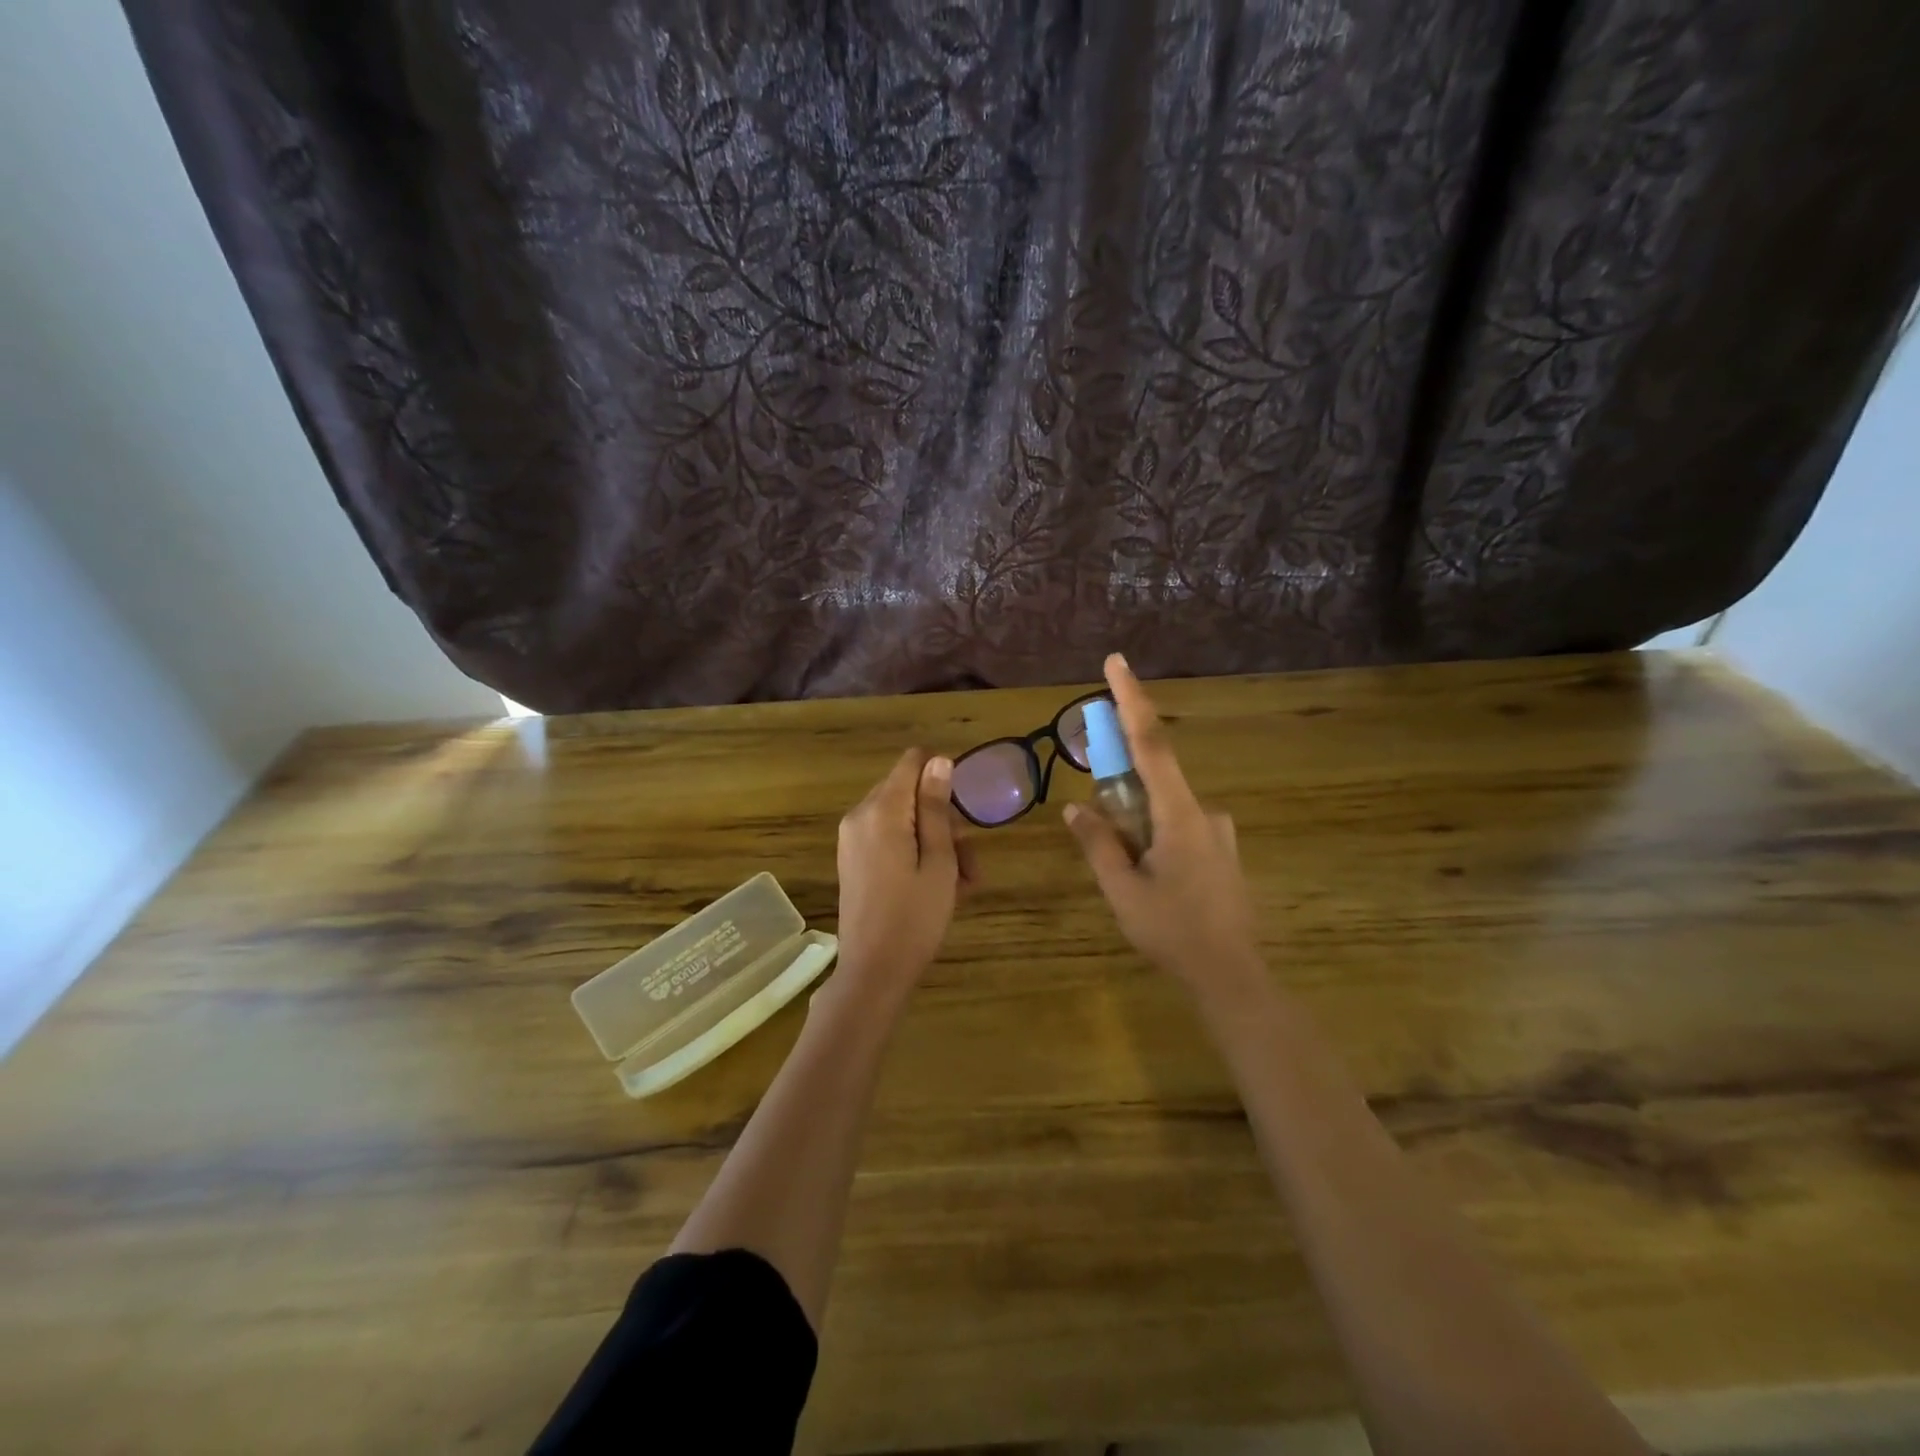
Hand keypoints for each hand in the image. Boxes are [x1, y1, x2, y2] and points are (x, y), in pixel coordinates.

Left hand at [835, 748, 977, 997]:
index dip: (942, 775)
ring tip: (962, 882)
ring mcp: (852, 838)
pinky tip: (938, 885)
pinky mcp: (853, 859)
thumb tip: (939, 760)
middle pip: (909, 791)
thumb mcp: (938, 861)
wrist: (873, 972)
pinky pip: (889, 838)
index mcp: (881, 810)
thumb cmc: (914, 917)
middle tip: (968, 859)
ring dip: (935, 839)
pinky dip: (915, 852)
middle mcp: (860, 815)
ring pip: (903, 818)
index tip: (963, 811)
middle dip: (943, 816)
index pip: (912, 762)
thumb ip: (936, 808)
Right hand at [1064, 654, 1261, 997]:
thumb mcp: (1123, 890)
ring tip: (1128, 873)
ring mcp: (1218, 833)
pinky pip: (1179, 828)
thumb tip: (1076, 808)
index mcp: (1179, 814)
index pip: (1151, 743)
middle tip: (1101, 822)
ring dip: (1136, 822)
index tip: (1116, 662)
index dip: (1132, 700)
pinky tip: (1151, 879)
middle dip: (1121, 786)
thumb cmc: (1173, 932)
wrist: (1233, 977)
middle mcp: (1204, 812)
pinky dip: (1154, 836)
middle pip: (1154, 777)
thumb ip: (1098, 844)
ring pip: (1164, 809)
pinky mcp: (1222, 852)